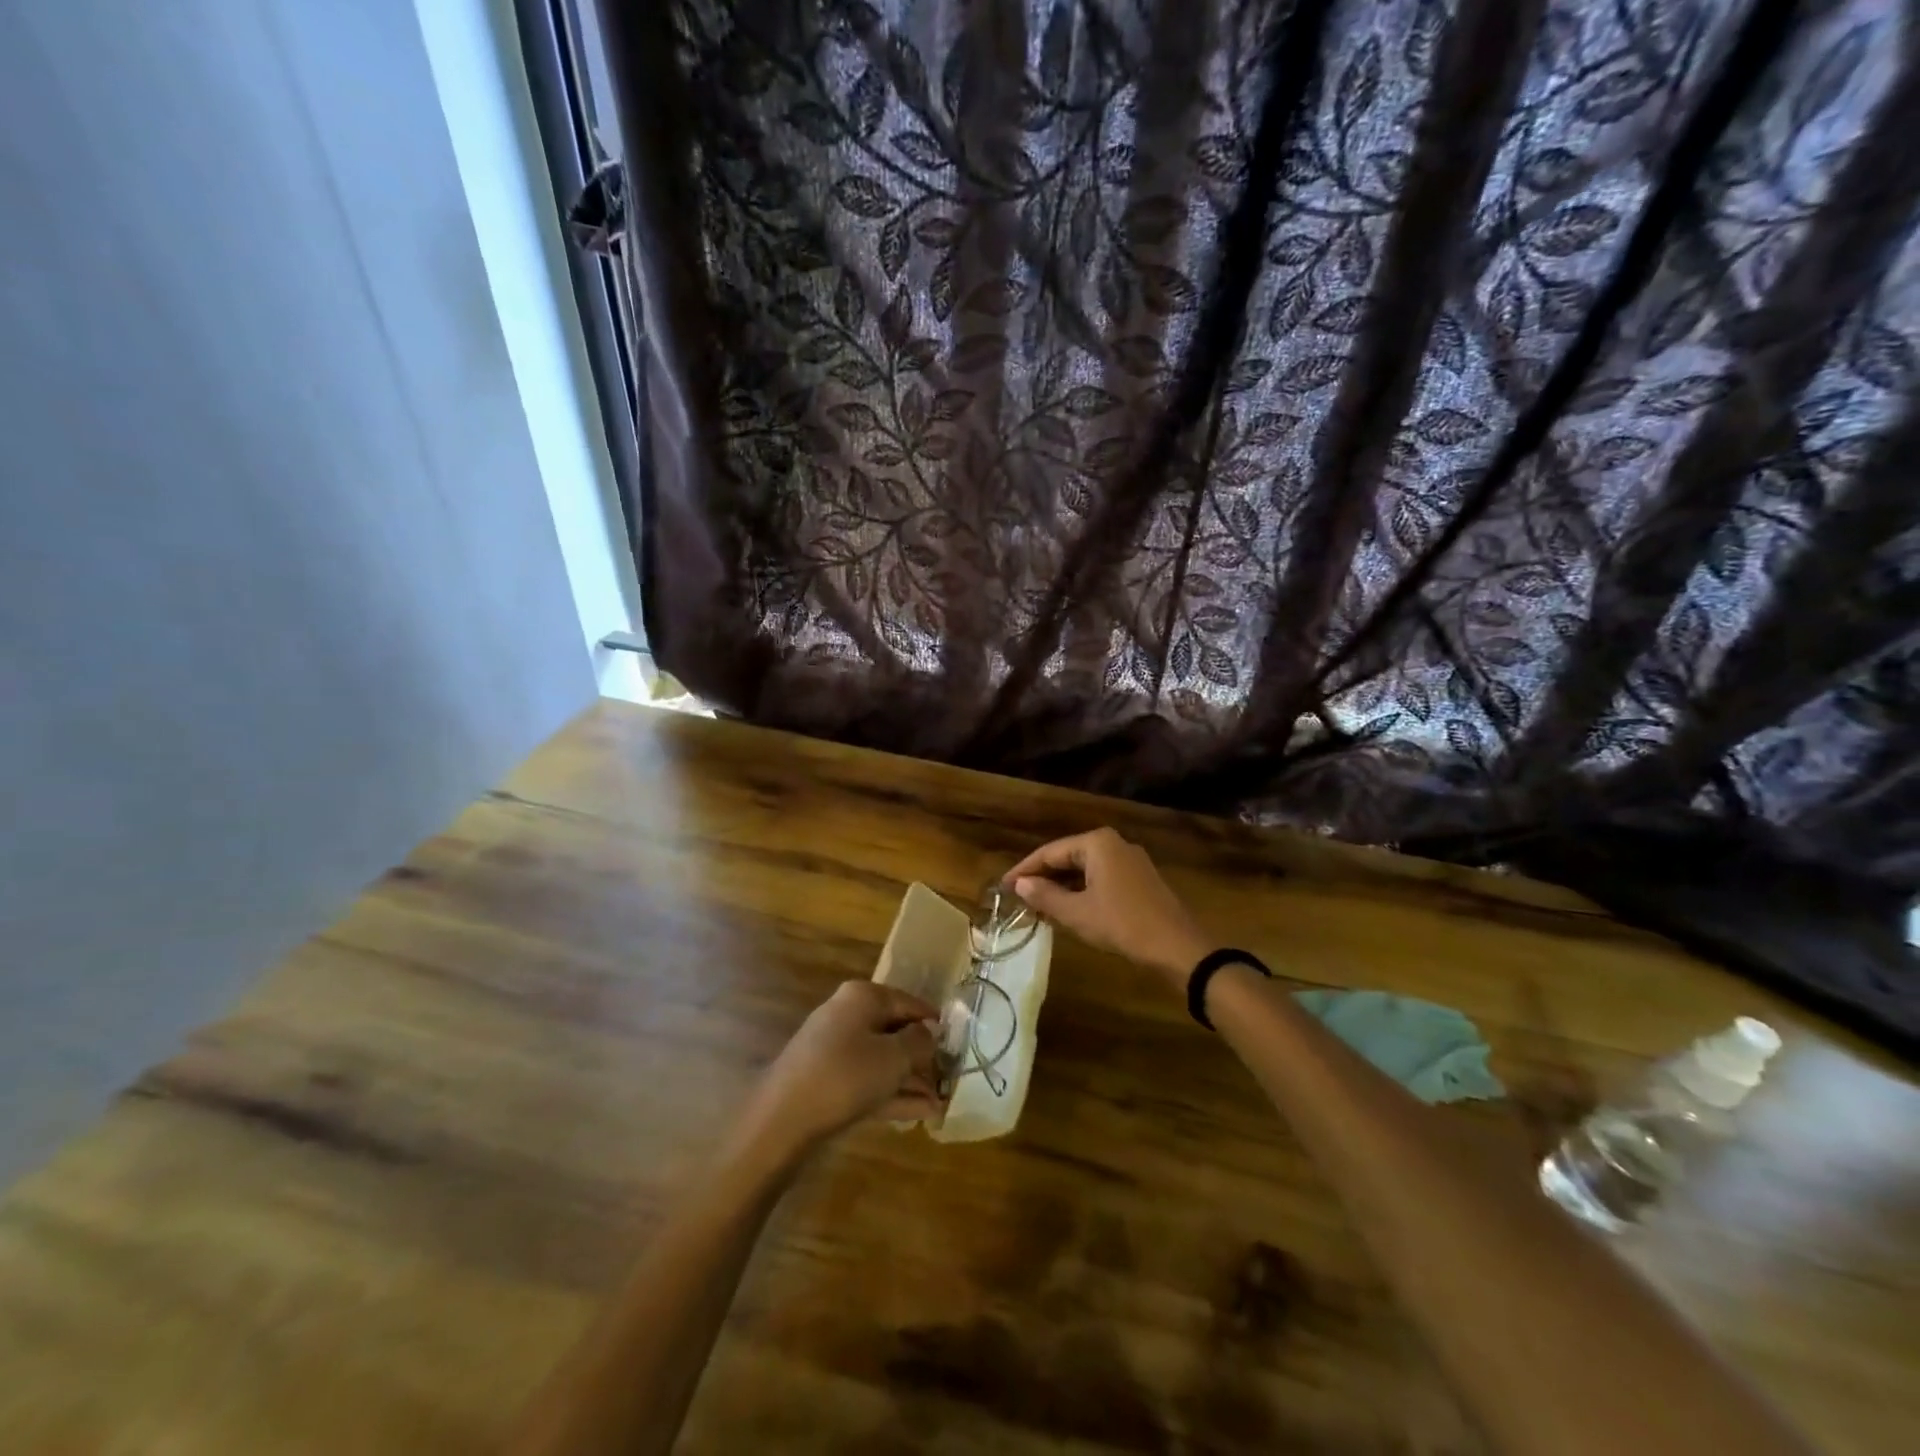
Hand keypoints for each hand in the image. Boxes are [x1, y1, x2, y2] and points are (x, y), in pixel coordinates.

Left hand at [738, 982, 942, 1163]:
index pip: (910, 1003)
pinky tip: (921, 1114)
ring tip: (941, 1103)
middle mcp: (849, 1015)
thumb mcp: (894, 1057)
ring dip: (912, 1081)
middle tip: (950, 1079)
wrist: (783, 1119)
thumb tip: (929, 1033)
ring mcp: (836, 1049)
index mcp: (864, 997)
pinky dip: (893, 1094)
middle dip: (923, 1058)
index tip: (958, 1045)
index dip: (935, 1024)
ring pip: (883, 1060)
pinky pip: (869, 1081)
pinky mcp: (828, 1080)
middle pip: (895, 1031)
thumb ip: (919, 1042)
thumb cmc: (846, 1075)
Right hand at [1005, 828, 1212, 983]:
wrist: (1177, 948)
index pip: (1050, 852)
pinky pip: (1100, 877)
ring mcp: (1130, 860)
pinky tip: (1068, 907)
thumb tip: (1019, 884)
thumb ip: (1045, 896)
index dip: (1024, 869)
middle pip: (1067, 856)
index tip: (1002, 886)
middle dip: (1043, 877)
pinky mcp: (1139, 879)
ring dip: (1061, 885)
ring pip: (1084, 868)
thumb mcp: (1077, 913)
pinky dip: (1081, 890)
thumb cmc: (1122, 925)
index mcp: (1097, 843)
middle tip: (1017, 896)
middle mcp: (1114, 843)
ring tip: (1037, 904)